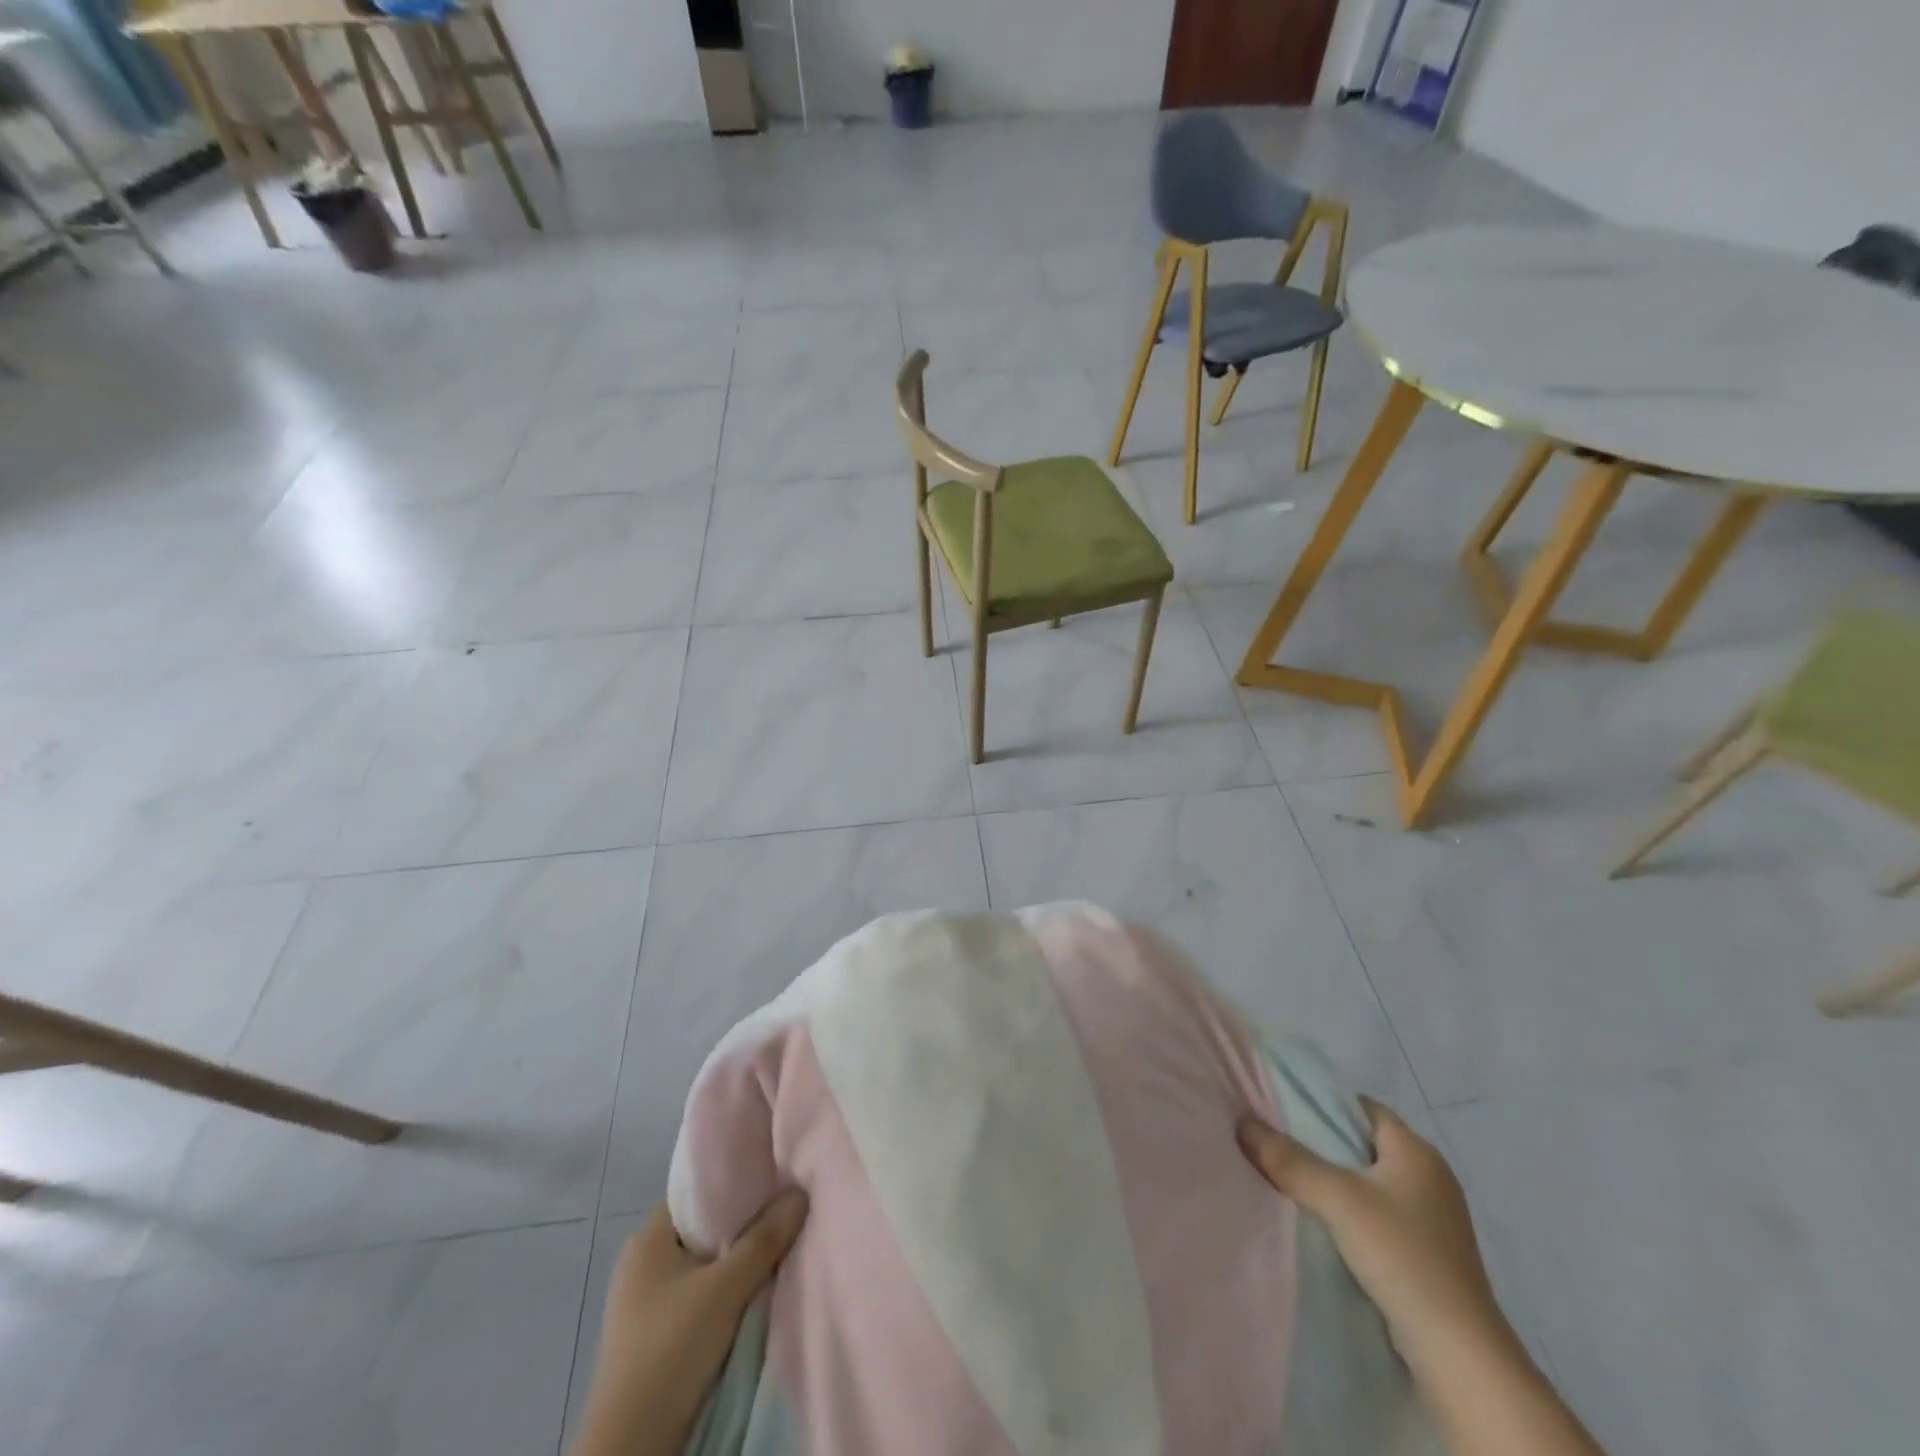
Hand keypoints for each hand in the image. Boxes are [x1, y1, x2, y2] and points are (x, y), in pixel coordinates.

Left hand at [572, 1189, 807, 1455]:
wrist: (632, 1451)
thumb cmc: (669, 1350)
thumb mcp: (724, 1290)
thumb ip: (764, 1239)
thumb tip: (800, 1192)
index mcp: (647, 1240)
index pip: (697, 1192)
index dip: (736, 1182)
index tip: (776, 1179)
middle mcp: (643, 1264)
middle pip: (705, 1229)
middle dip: (744, 1225)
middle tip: (786, 1213)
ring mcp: (648, 1304)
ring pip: (706, 1266)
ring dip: (738, 1264)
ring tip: (780, 1250)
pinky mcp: (657, 1339)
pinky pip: (701, 1297)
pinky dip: (727, 1294)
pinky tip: (756, 1294)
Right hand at [1238, 1098, 1512, 1380]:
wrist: (1460, 1356)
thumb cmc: (1402, 1256)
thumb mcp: (1337, 1199)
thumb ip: (1288, 1159)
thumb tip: (1243, 1122)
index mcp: (1418, 1152)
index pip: (1362, 1107)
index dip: (1323, 1103)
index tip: (1281, 1110)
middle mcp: (1430, 1177)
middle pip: (1362, 1143)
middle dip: (1320, 1143)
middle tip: (1275, 1143)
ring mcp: (1433, 1219)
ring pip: (1369, 1182)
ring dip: (1333, 1181)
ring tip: (1289, 1182)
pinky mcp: (1429, 1254)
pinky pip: (1379, 1215)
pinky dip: (1350, 1213)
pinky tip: (1322, 1224)